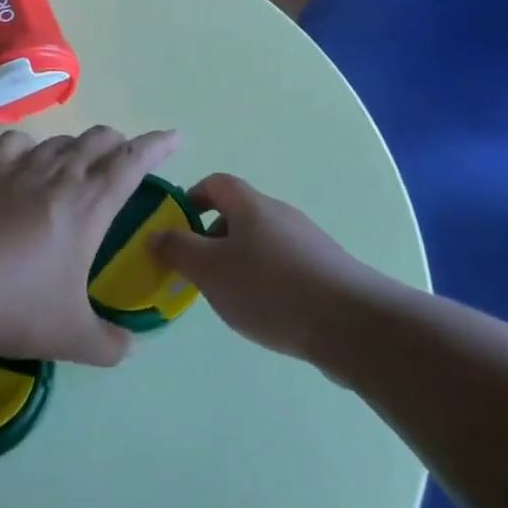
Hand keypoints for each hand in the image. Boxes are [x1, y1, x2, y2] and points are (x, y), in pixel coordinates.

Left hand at [0, 126, 180, 366]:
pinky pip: (15, 142)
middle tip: (125, 160)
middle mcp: (60, 175)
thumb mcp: (72, 337)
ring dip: (79, 146)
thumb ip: (109, 343)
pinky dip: (30, 146)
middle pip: (99, 141)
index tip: (175, 137)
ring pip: (61, 140)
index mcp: (89, 205)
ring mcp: (20, 167)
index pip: (133, 161)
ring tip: (79, 164)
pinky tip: (27, 159)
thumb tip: (130, 347)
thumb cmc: (17, 308)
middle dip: (120, 144)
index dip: (157, 145)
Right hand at [152, 173, 370, 360]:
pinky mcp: (326, 269)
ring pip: (260, 242)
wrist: (352, 324)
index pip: (215, 183)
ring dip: (239, 262)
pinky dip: (267, 280)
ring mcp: (306, 240)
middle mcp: (279, 213)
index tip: (176, 229)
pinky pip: (284, 265)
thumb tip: (155, 234)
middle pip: (237, 213)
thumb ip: (178, 250)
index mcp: (249, 204)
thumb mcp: (210, 270)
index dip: (191, 199)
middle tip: (199, 273)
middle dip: (212, 239)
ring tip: (231, 299)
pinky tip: (268, 313)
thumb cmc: (270, 288)